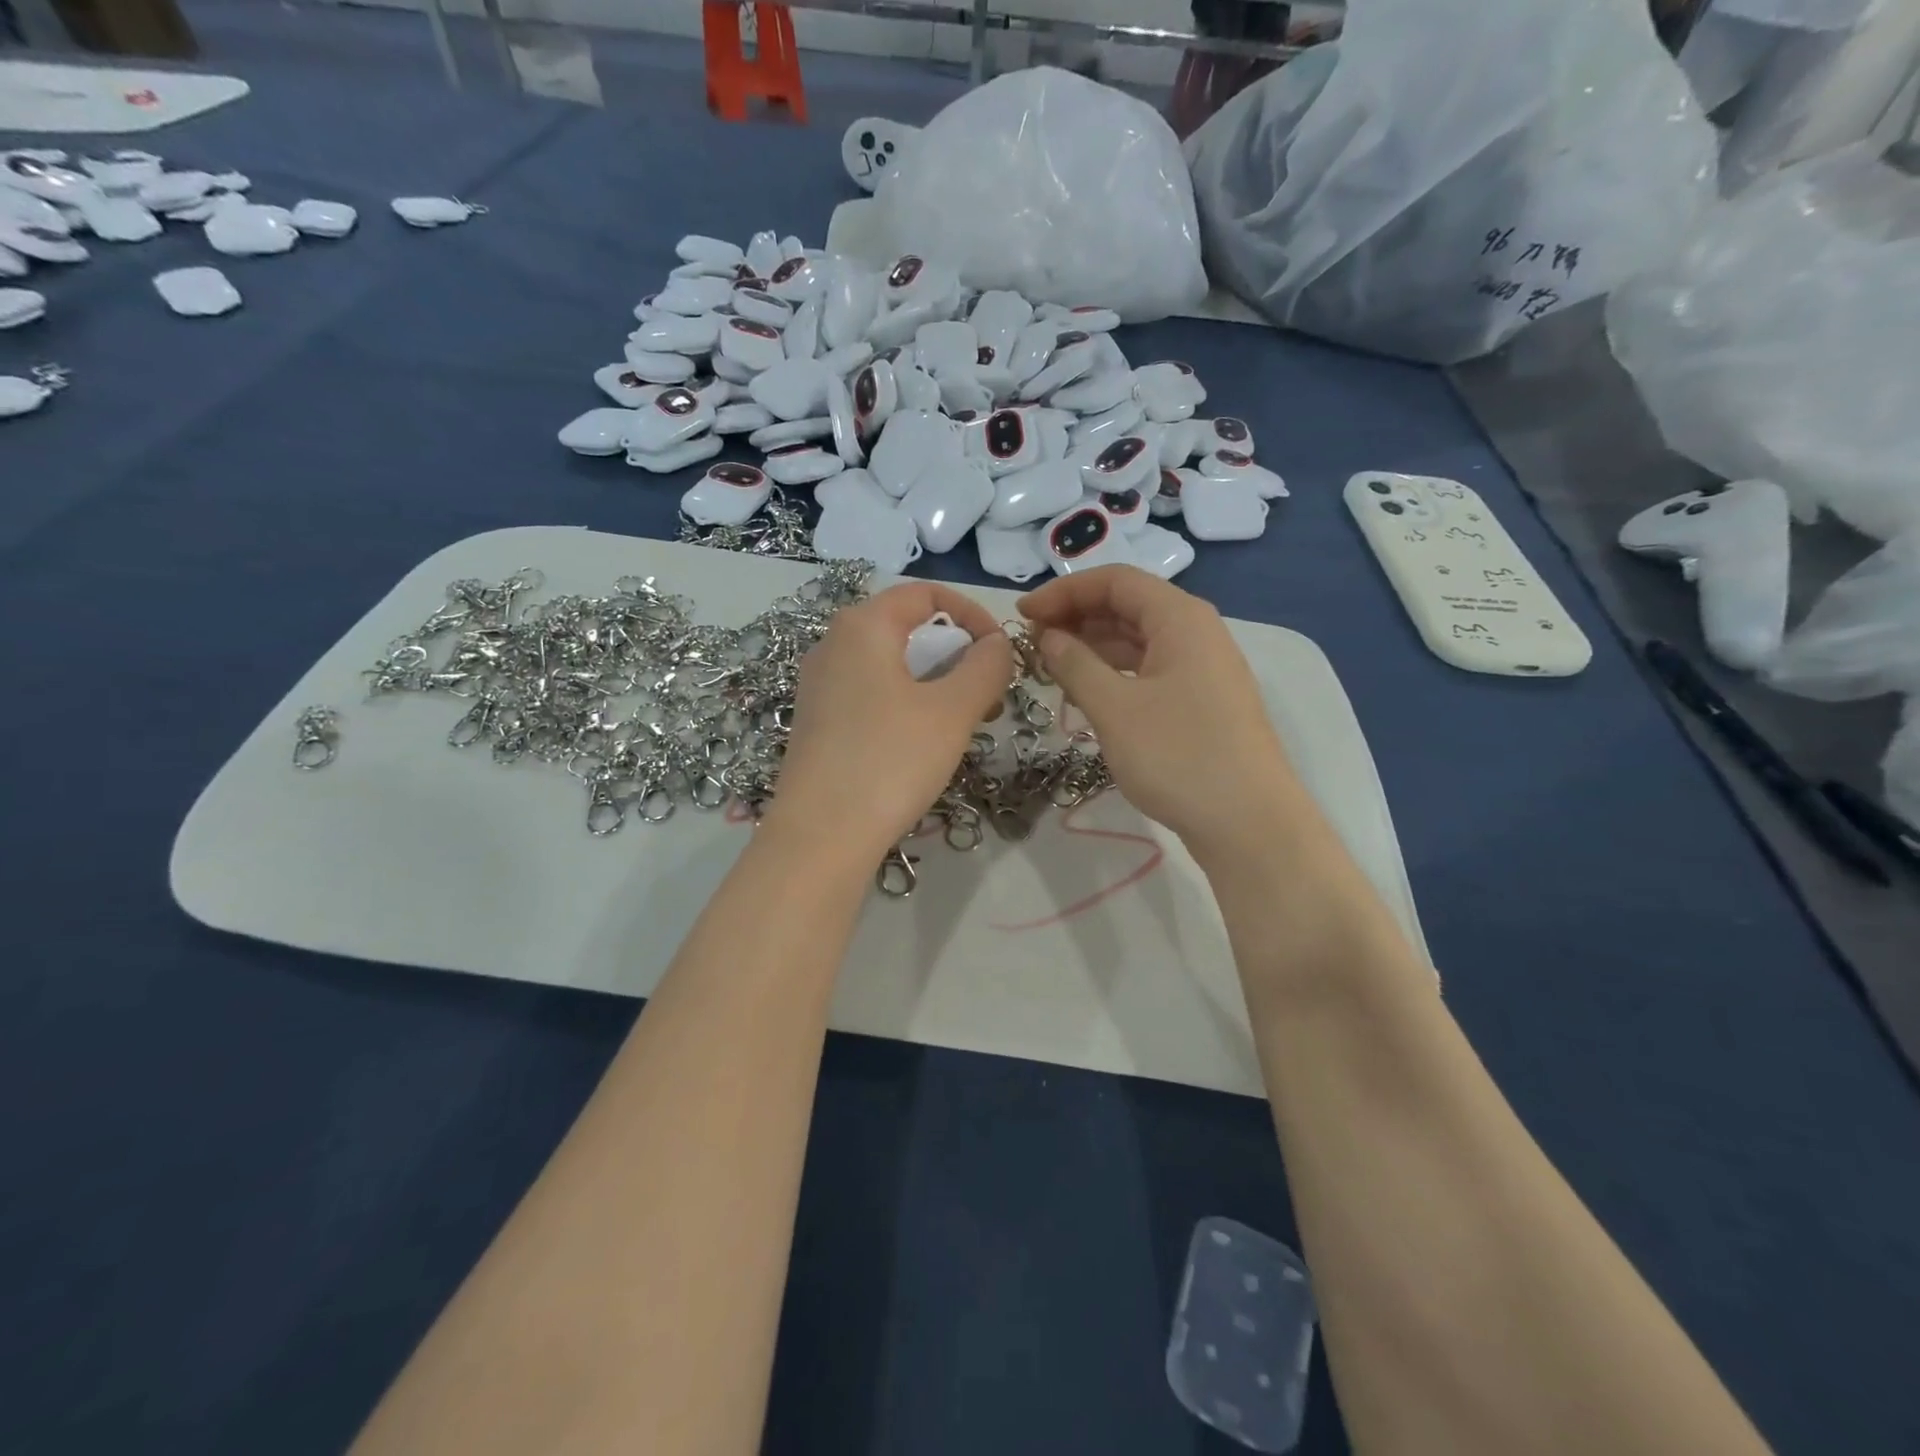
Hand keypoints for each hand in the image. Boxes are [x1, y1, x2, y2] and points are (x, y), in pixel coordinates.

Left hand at [768, 582, 1011, 865]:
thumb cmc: (891, 761)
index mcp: (863, 626)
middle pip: (907, 627)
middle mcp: (833, 644)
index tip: (1001, 652)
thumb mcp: (953, 710)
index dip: (973, 614)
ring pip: (891, 663)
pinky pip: (871, 692)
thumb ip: (986, 666)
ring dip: (935, 680)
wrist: (820, 836)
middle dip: (956, 652)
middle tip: (987, 693)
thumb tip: (998, 644)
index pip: (926, 593)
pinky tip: (923, 741)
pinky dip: (907, 701)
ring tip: (963, 720)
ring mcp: (820, 684)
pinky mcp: (817, 721)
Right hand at [1020, 565, 1303, 861]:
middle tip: (1031, 641)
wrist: (1248, 823)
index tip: (1022, 615)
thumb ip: (1075, 664)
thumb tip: (1048, 636)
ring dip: (1093, 645)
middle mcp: (1196, 632)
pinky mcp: (1201, 701)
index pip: (1115, 581)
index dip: (1064, 591)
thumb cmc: (1178, 756)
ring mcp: (1202, 668)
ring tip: (1050, 665)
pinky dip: (1114, 671)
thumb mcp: (1114, 708)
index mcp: (1180, 618)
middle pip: (1128, 606)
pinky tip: (1087, 690)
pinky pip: (1150, 669)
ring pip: (1138, 640)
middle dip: (1076, 616)